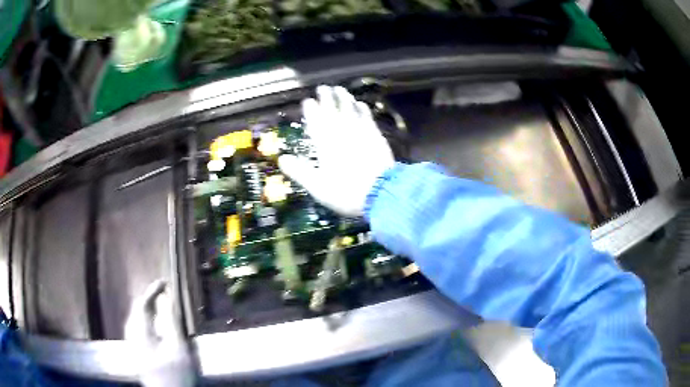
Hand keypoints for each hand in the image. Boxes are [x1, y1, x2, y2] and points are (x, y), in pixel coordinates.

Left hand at [125, 280, 194, 386]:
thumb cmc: (176, 373)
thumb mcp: (178, 347)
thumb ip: (171, 321)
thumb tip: (167, 299)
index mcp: (140, 334)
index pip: (142, 304)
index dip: (152, 291)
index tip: (164, 282)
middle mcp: (132, 337)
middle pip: (136, 311)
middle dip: (148, 300)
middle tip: (163, 294)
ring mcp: (133, 346)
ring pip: (135, 320)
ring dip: (147, 310)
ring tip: (159, 306)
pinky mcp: (137, 353)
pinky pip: (137, 329)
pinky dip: (146, 321)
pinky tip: (154, 326)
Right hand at [279, 86, 394, 216]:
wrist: (381, 193)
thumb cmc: (346, 191)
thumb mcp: (317, 186)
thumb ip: (299, 171)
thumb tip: (282, 159)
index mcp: (325, 143)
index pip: (315, 120)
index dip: (311, 109)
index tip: (308, 100)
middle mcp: (342, 132)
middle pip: (333, 110)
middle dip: (326, 97)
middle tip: (323, 87)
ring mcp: (361, 132)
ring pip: (351, 109)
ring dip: (344, 98)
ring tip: (340, 89)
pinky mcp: (376, 136)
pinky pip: (367, 117)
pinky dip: (363, 109)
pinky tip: (361, 104)